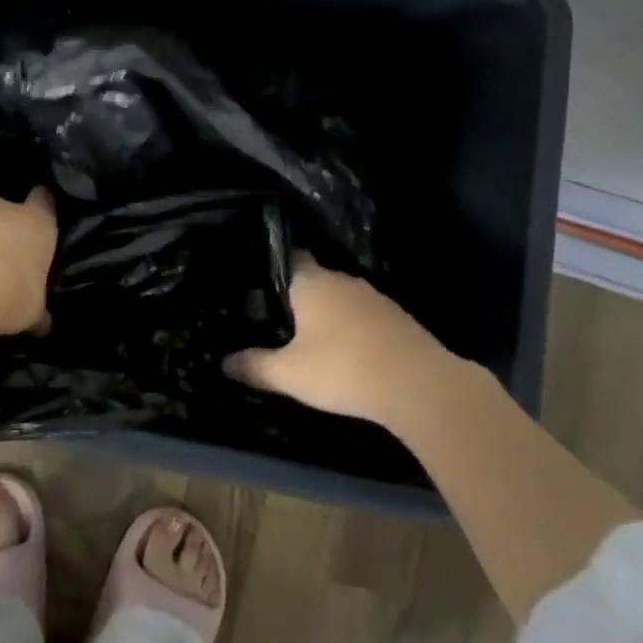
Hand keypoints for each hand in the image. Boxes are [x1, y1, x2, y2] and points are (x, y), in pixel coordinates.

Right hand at [223, 255, 456, 426]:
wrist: (418, 385)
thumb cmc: (343, 369)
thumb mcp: (290, 374)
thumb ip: (256, 366)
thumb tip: (224, 362)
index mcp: (311, 282)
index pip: (286, 257)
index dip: (271, 266)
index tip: (256, 280)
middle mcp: (340, 279)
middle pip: (313, 276)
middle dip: (297, 293)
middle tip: (277, 314)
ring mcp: (372, 296)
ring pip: (339, 296)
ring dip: (327, 311)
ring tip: (310, 332)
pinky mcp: (396, 316)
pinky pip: (363, 313)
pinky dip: (352, 326)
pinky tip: (346, 347)